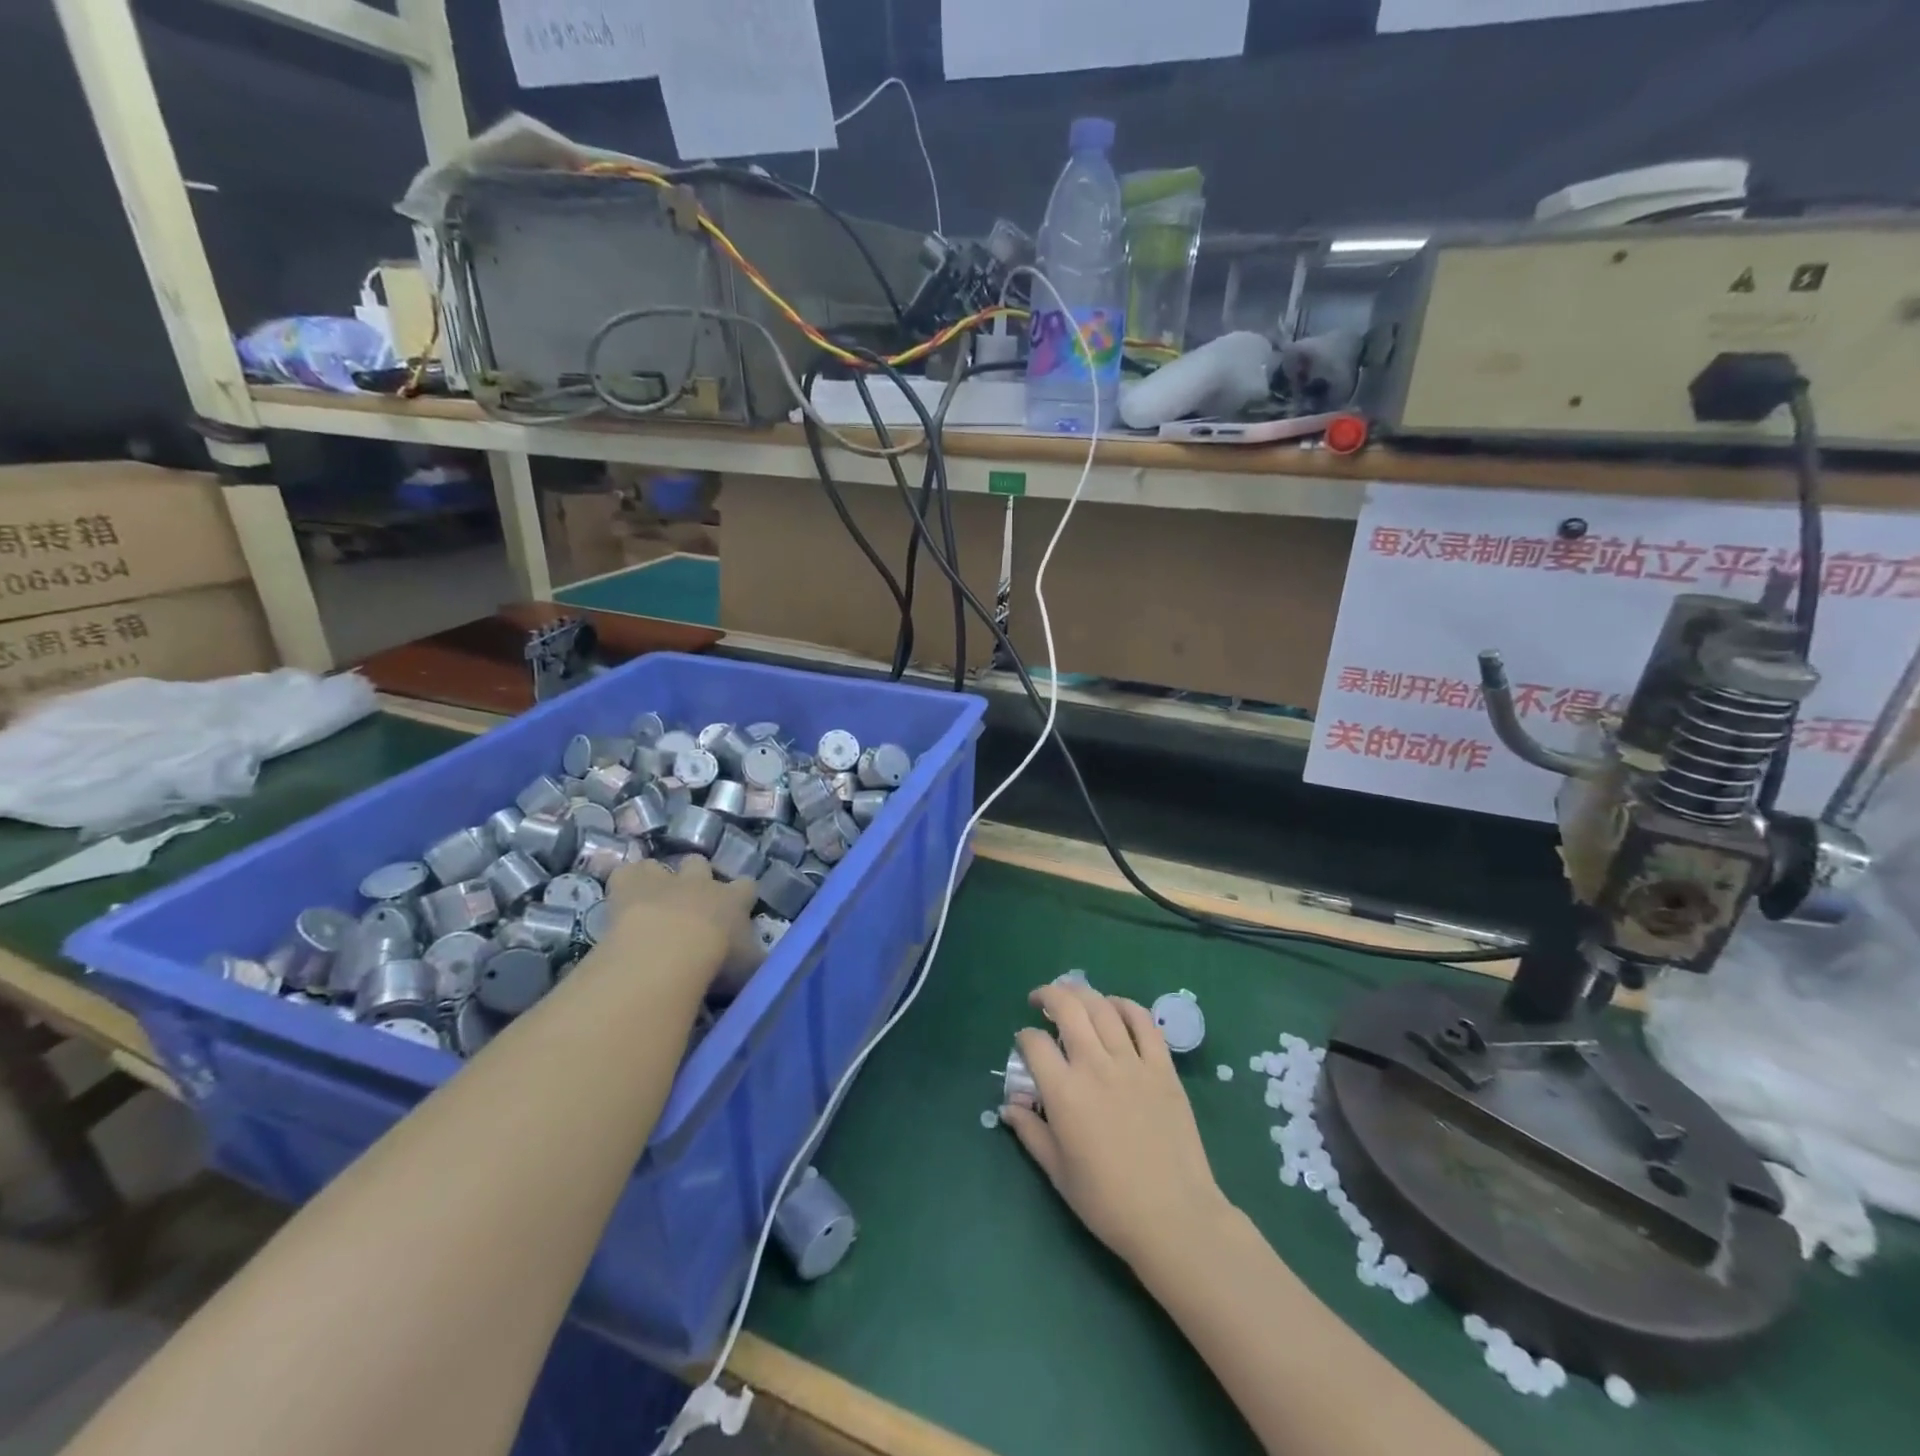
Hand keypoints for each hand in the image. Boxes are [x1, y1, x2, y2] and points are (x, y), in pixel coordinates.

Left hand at [602, 857, 757, 989]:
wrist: (668, 953)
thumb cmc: (717, 961)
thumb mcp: (748, 968)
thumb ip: (754, 960)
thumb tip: (760, 961)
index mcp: (733, 899)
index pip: (747, 886)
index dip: (743, 895)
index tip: (739, 908)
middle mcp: (700, 883)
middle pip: (700, 864)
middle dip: (696, 877)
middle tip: (690, 903)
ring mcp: (662, 880)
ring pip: (659, 865)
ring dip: (656, 879)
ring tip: (650, 901)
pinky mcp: (628, 885)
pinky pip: (625, 873)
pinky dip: (624, 883)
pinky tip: (621, 899)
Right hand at [1001, 983, 1231, 1271]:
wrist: (1174, 1218)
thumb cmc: (1108, 1202)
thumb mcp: (1058, 1173)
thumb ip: (1031, 1132)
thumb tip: (1008, 1105)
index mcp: (1064, 1093)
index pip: (1034, 1043)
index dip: (1023, 1037)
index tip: (1024, 1044)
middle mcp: (1095, 1066)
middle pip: (1068, 1008)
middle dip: (1049, 995)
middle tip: (1041, 1000)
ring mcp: (1132, 1063)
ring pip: (1103, 1007)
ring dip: (1083, 994)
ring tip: (1073, 996)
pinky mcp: (1163, 1068)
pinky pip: (1144, 1022)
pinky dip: (1126, 1006)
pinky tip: (1115, 1007)